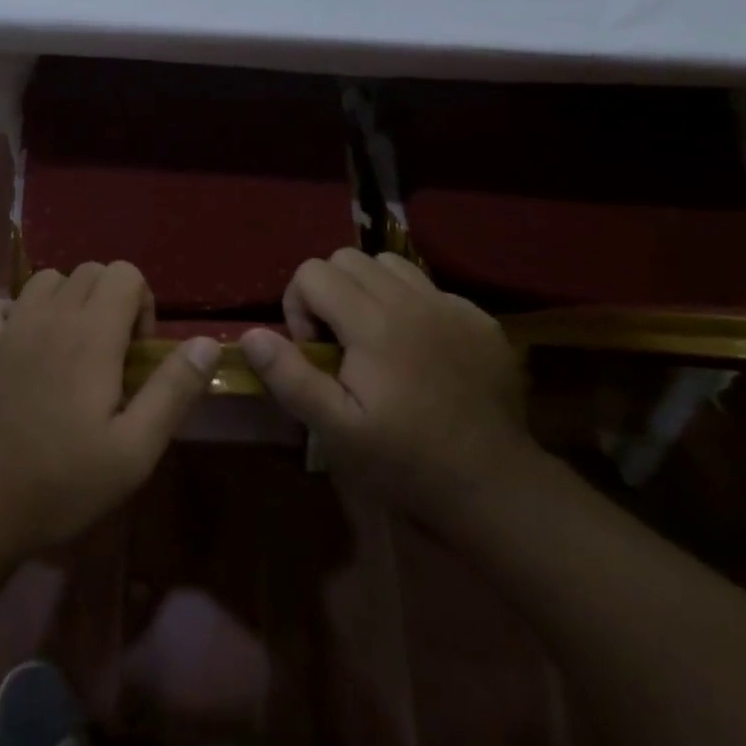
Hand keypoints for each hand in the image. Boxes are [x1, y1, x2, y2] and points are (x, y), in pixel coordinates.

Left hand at [0, 262, 219, 555]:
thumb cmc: (63, 481)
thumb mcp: (135, 450)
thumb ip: (173, 390)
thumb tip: (207, 343)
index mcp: (91, 334)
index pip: (125, 273)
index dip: (142, 304)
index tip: (138, 353)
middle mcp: (50, 317)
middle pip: (89, 270)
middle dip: (111, 299)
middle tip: (113, 355)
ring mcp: (10, 328)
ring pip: (46, 279)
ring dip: (68, 300)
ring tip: (74, 347)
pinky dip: (14, 312)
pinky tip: (24, 345)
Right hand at [241, 250, 534, 519]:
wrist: (495, 486)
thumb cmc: (406, 462)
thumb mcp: (336, 431)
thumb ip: (291, 377)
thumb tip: (251, 334)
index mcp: (373, 323)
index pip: (313, 272)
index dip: (299, 306)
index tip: (313, 351)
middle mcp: (412, 300)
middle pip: (347, 258)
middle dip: (328, 291)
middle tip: (338, 342)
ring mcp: (452, 306)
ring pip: (390, 264)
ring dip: (369, 290)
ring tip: (374, 337)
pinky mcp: (480, 320)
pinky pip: (431, 288)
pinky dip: (412, 306)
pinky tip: (419, 351)